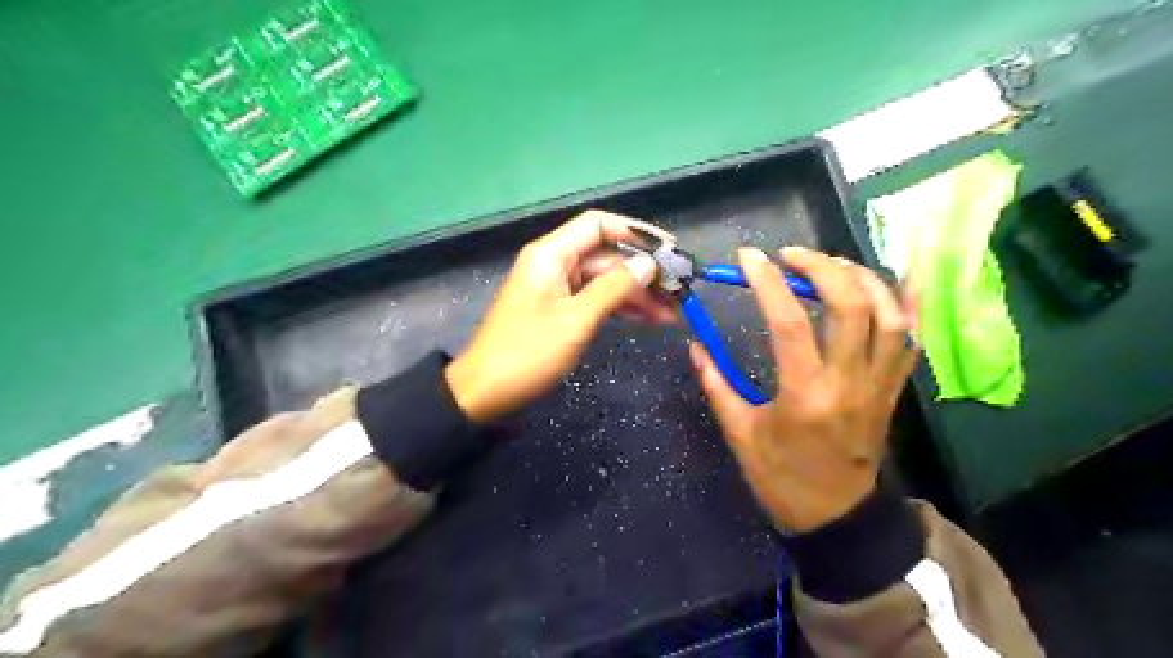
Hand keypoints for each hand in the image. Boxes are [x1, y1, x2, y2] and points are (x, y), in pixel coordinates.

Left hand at [447, 214, 674, 422]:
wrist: (485, 392)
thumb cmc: (528, 352)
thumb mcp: (576, 319)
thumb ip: (614, 288)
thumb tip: (649, 265)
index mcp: (551, 254)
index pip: (598, 225)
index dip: (635, 233)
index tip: (669, 251)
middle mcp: (555, 264)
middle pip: (607, 256)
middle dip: (643, 273)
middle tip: (679, 293)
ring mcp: (557, 288)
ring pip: (605, 281)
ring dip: (637, 295)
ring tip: (672, 314)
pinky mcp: (559, 310)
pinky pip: (595, 300)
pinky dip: (620, 308)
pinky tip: (648, 320)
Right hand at [689, 245, 920, 530]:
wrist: (836, 516)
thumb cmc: (781, 477)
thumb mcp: (740, 433)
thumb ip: (716, 385)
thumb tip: (695, 346)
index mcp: (804, 393)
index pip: (788, 321)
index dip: (767, 281)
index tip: (748, 257)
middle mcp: (849, 381)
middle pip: (850, 305)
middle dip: (820, 267)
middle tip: (790, 255)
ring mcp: (879, 384)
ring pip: (889, 314)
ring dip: (860, 277)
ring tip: (829, 264)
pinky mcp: (893, 389)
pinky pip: (911, 339)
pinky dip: (906, 302)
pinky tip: (893, 277)